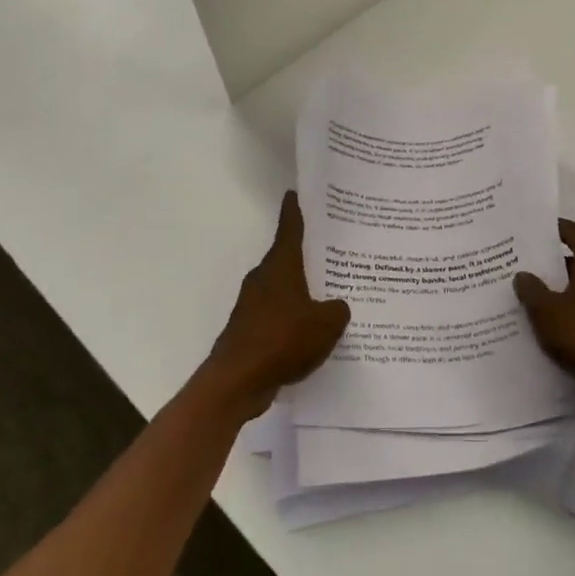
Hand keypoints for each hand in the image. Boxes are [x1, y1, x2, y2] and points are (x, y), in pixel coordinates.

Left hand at [202, 192, 350, 418]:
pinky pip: (278, 315)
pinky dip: (294, 318)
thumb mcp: (326, 324)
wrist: (236, 382)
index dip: (296, 210)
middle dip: (310, 255)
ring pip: (284, 288)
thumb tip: (337, 306)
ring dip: (303, 291)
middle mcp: (264, 278)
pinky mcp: (249, 330)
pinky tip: (312, 333)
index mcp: (281, 266)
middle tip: (336, 251)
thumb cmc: (282, 341)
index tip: (296, 193)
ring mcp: (253, 305)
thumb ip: (338, 310)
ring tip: (331, 297)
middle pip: (288, 258)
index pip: (290, 228)